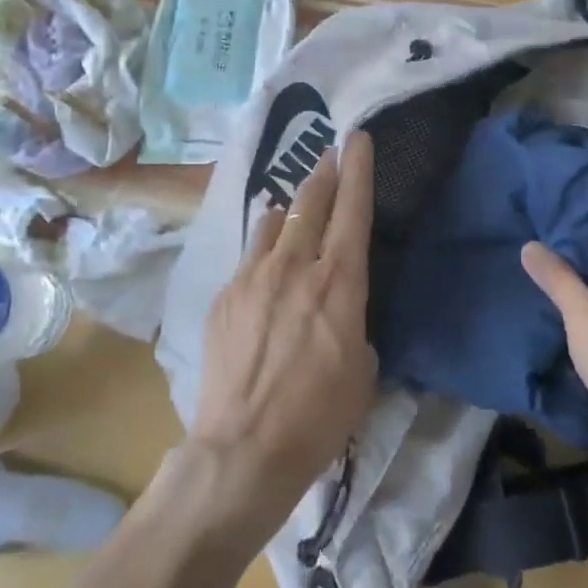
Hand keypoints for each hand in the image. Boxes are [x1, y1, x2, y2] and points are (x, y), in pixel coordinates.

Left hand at [191, 131, 377, 533]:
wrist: (245, 448)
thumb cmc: (319, 416)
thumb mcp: (363, 369)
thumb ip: (354, 322)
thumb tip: (340, 308)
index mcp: (339, 282)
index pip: (352, 210)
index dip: (358, 169)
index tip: (357, 139)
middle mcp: (295, 266)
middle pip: (310, 202)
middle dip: (324, 172)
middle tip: (330, 153)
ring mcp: (253, 277)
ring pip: (274, 222)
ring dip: (291, 207)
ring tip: (296, 202)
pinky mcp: (224, 295)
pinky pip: (249, 254)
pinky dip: (264, 244)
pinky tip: (266, 253)